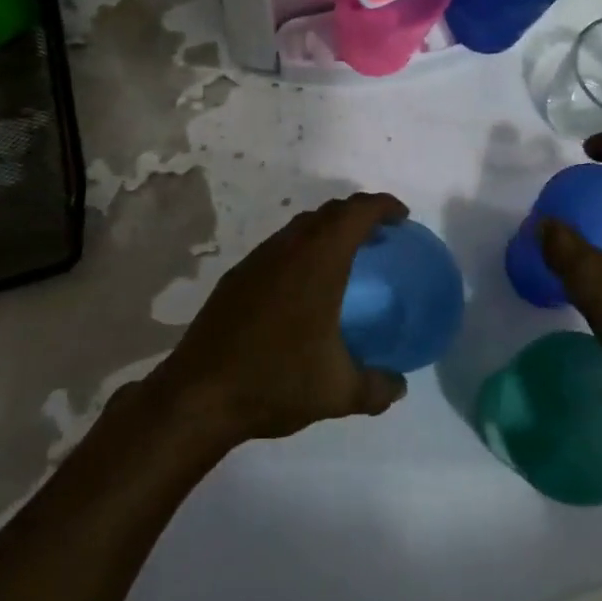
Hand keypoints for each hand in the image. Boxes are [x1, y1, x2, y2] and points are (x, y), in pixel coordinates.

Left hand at [156, 193, 410, 445]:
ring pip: (300, 227)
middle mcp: (288, 248)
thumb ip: (377, 388)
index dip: (383, 206)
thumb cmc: (276, 380)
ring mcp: (258, 259)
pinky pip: (279, 247)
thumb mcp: (338, 391)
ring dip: (327, 231)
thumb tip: (399, 386)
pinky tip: (304, 287)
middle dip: (357, 214)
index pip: (356, 212)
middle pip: (329, 212)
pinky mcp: (237, 276)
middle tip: (379, 237)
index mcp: (318, 260)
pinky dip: (301, 250)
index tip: (401, 218)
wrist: (199, 394)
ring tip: (345, 259)